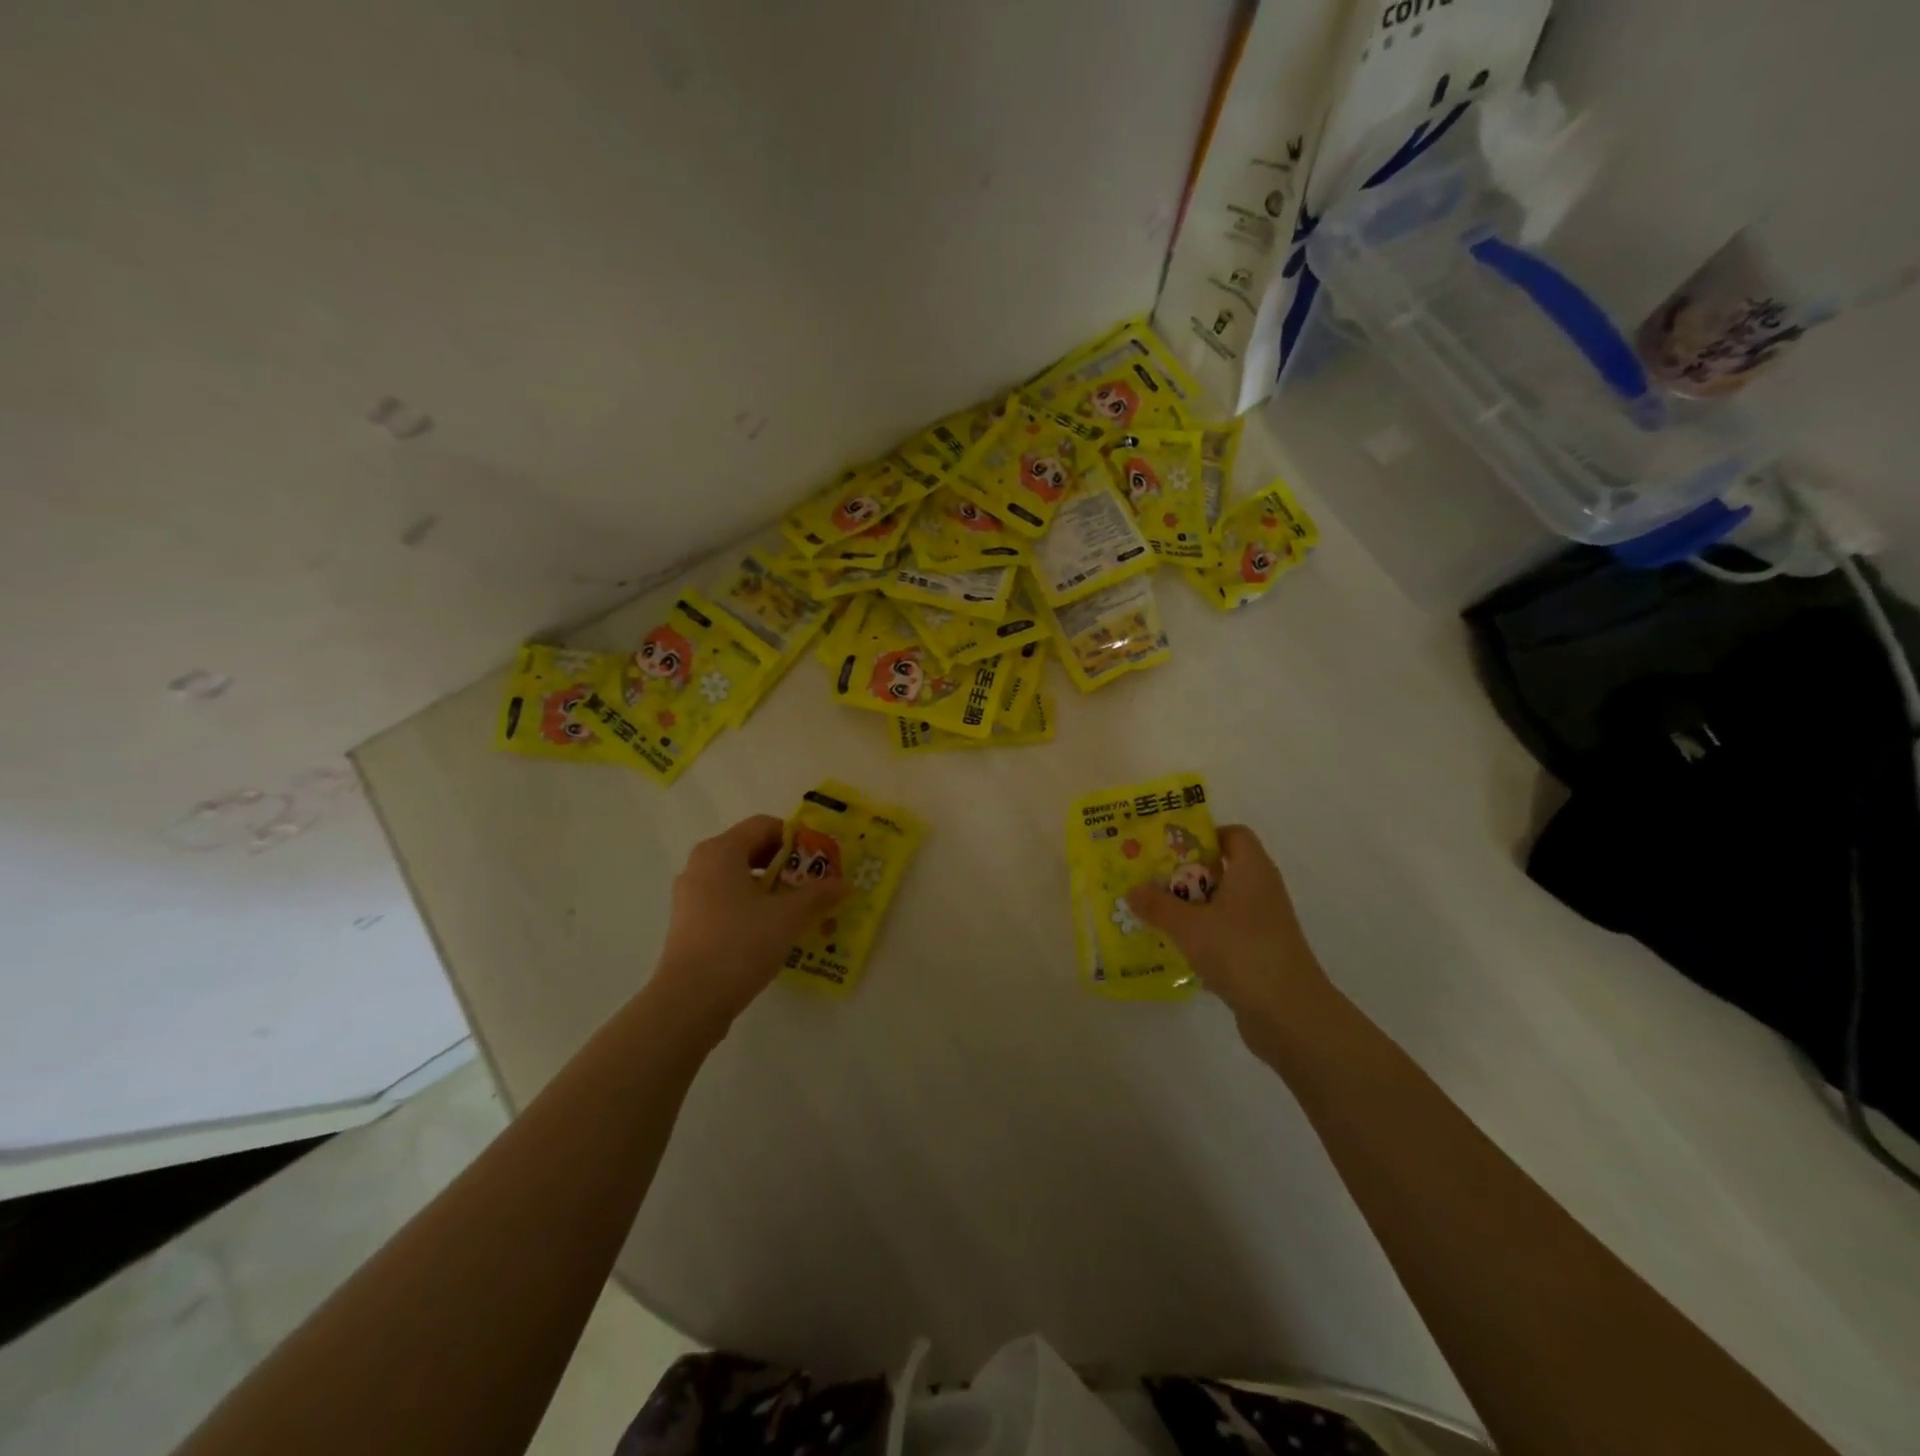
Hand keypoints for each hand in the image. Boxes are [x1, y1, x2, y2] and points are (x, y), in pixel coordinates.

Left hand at [653, 815, 845, 1028]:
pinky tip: (772, 931)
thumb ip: (818, 895)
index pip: (765, 825)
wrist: (690, 1000)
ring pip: (739, 878)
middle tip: (814, 884)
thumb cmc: (740, 943)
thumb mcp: (788, 916)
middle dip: (786, 865)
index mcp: (721, 851)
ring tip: (798, 909)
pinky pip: (726, 901)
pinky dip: (751, 907)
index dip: (797, 839)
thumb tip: (843, 884)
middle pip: (751, 850)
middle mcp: (701, 865)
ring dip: (770, 888)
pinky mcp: (689, 924)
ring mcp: (690, 896)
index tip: (821, 860)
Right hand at [1127, 825, 1329, 1031]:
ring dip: (1191, 908)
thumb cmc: (1240, 952)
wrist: (1290, 1014)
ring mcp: (1264, 924)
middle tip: (1150, 881)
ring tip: (1155, 914)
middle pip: (1222, 869)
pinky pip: (1226, 932)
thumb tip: (1132, 889)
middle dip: (1185, 874)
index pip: (1233, 834)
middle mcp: (1261, 890)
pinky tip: (1176, 948)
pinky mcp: (1261, 953)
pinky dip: (1203, 935)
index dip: (1203, 835)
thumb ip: (1158, 905)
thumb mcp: (1189, 926)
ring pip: (1222, 904)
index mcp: (1251, 870)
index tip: (1168, 848)